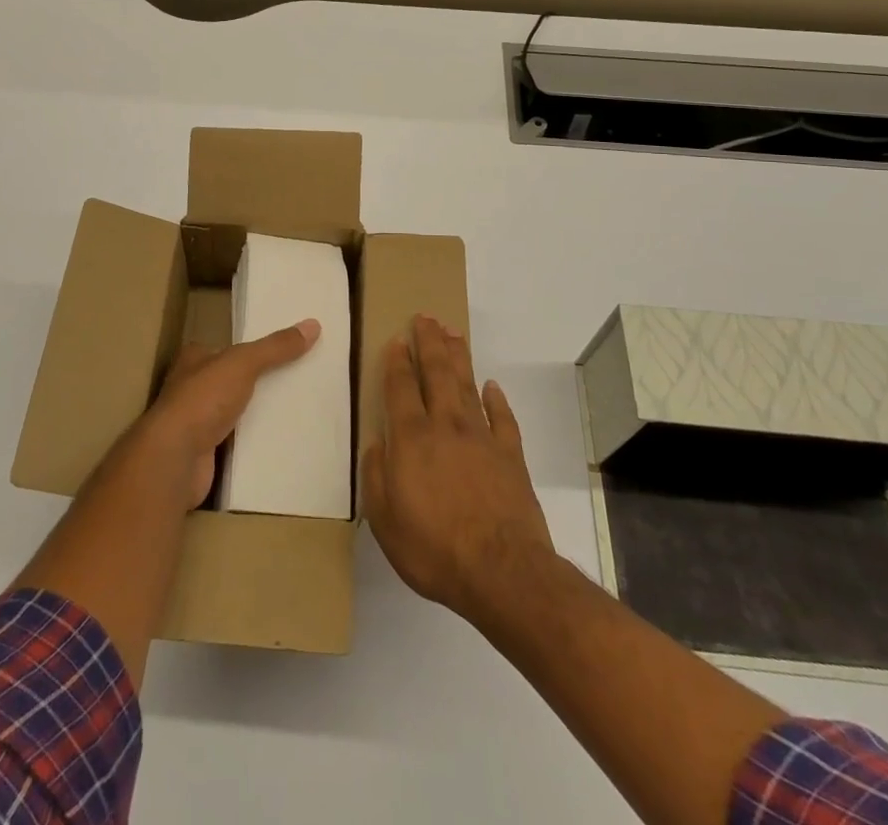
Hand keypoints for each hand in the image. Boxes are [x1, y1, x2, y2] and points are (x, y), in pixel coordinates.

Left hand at [136, 319, 319, 507]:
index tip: (283, 352)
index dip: (251, 349)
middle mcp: (191, 388)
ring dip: (257, 413)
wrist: (174, 459)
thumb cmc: (203, 400)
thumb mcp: (243, 363)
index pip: (226, 348)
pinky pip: (237, 442)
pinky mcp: (205, 453)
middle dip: (259, 382)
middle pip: (232, 380)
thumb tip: (313, 325)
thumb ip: (275, 347)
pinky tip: (280, 441)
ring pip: (235, 412)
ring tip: (296, 410)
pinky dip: (254, 441)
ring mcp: (196, 422)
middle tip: (297, 381)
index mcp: (194, 359)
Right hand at [363, 315, 555, 626]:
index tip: (396, 339)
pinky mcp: (511, 455)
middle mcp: (446, 426)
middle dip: (429, 342)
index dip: (397, 361)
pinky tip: (492, 386)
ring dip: (458, 357)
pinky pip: (503, 418)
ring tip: (453, 333)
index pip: (401, 387)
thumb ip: (377, 476)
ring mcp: (482, 438)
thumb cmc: (434, 548)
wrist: (502, 571)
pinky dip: (496, 400)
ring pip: (467, 385)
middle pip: (437, 373)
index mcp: (411, 438)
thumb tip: (377, 444)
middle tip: (426, 317)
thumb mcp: (385, 520)